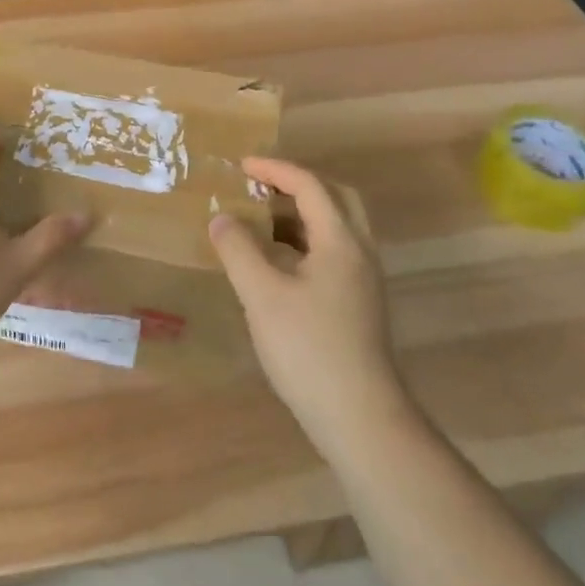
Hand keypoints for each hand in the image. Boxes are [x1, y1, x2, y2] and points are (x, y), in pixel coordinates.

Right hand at [207, 157, 407, 460]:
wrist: (361, 419)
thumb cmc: (309, 349)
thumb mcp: (262, 295)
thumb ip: (239, 250)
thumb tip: (221, 218)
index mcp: (341, 241)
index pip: (310, 186)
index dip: (275, 170)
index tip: (241, 166)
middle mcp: (360, 253)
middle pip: (335, 199)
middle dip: (296, 185)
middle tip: (260, 186)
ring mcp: (363, 281)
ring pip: (336, 228)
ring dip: (301, 214)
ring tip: (261, 220)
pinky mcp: (359, 306)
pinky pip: (332, 253)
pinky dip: (304, 242)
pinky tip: (277, 264)